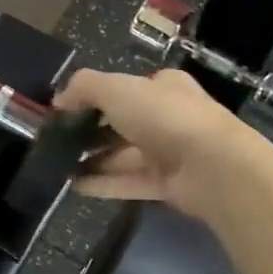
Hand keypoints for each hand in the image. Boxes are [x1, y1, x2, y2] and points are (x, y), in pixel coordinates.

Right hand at [52, 68, 270, 218]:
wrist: (214, 166)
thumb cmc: (165, 116)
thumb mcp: (117, 88)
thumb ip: (84, 87)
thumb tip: (59, 99)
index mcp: (164, 87)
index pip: (126, 87)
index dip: (95, 96)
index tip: (66, 110)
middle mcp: (169, 117)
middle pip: (123, 123)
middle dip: (91, 131)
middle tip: (58, 141)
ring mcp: (171, 153)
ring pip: (125, 155)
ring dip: (94, 160)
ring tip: (58, 166)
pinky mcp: (169, 185)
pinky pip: (130, 182)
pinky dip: (104, 184)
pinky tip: (74, 187)